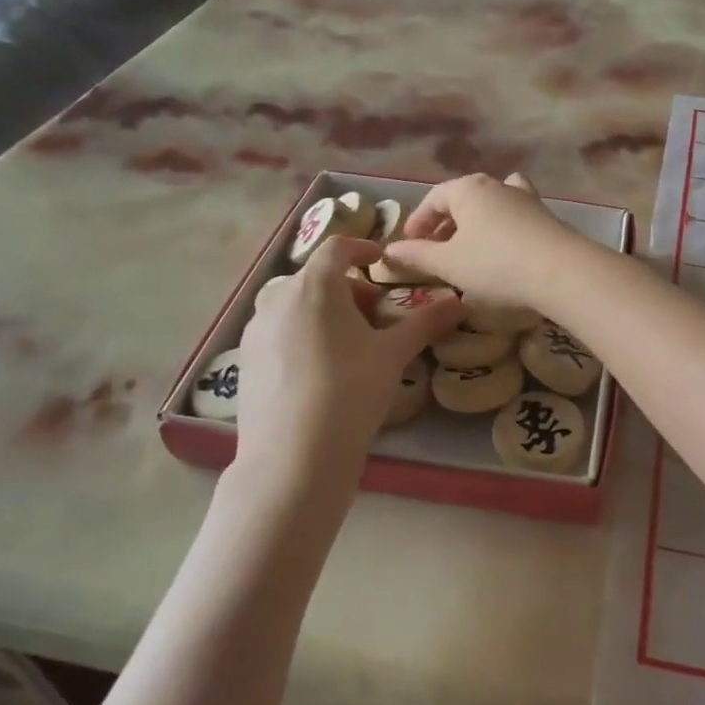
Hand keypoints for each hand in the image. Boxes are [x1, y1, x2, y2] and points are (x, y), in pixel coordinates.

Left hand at [232, 237, 463, 481]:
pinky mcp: (245, 361)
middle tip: (375, 314)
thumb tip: (459, 301)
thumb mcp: (393, 355)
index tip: (381, 259)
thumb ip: (426, 322)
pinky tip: (320, 371)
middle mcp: (277, 298)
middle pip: (316, 278)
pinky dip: (302, 334)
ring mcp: (256, 331)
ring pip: (295, 305)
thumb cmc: (350, 391)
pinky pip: (279, 332)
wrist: (293, 457)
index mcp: (314, 286)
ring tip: (348, 344)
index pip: (337, 247)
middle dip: (348, 288)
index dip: (362, 247)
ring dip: (324, 312)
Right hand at [383, 174, 584, 310]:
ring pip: (492, 203)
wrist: (560, 270)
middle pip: (464, 198)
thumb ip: (418, 255)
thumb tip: (390, 251)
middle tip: (436, 247)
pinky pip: (515, 215)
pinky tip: (504, 246)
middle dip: (446, 221)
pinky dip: (502, 226)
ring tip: (469, 245)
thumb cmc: (494, 263)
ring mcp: (525, 198)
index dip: (419, 220)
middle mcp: (496, 185)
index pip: (435, 197)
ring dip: (476, 221)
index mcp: (467, 189)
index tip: (410, 242)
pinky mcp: (546, 216)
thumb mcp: (449, 263)